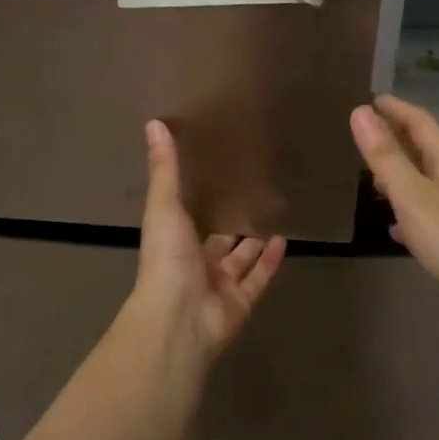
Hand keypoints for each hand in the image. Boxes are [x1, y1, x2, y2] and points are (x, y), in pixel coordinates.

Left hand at [127, 120, 286, 363]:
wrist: (178, 317)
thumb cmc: (167, 259)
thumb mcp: (164, 205)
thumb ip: (164, 168)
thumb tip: (154, 123)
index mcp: (174, 241)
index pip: (188, 217)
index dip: (201, 201)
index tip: (216, 176)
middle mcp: (196, 263)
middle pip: (217, 241)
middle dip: (230, 224)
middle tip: (252, 196)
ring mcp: (219, 285)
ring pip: (240, 260)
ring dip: (253, 243)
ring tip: (272, 216)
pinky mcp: (242, 301)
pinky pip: (259, 278)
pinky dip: (271, 261)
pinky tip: (285, 240)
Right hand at [350, 95, 438, 307]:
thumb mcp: (413, 197)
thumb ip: (386, 157)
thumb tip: (360, 112)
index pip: (420, 120)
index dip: (394, 109)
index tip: (371, 99)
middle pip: (429, 146)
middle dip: (399, 138)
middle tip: (369, 135)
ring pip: (433, 177)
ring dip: (406, 172)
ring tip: (378, 178)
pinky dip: (416, 206)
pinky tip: (400, 226)